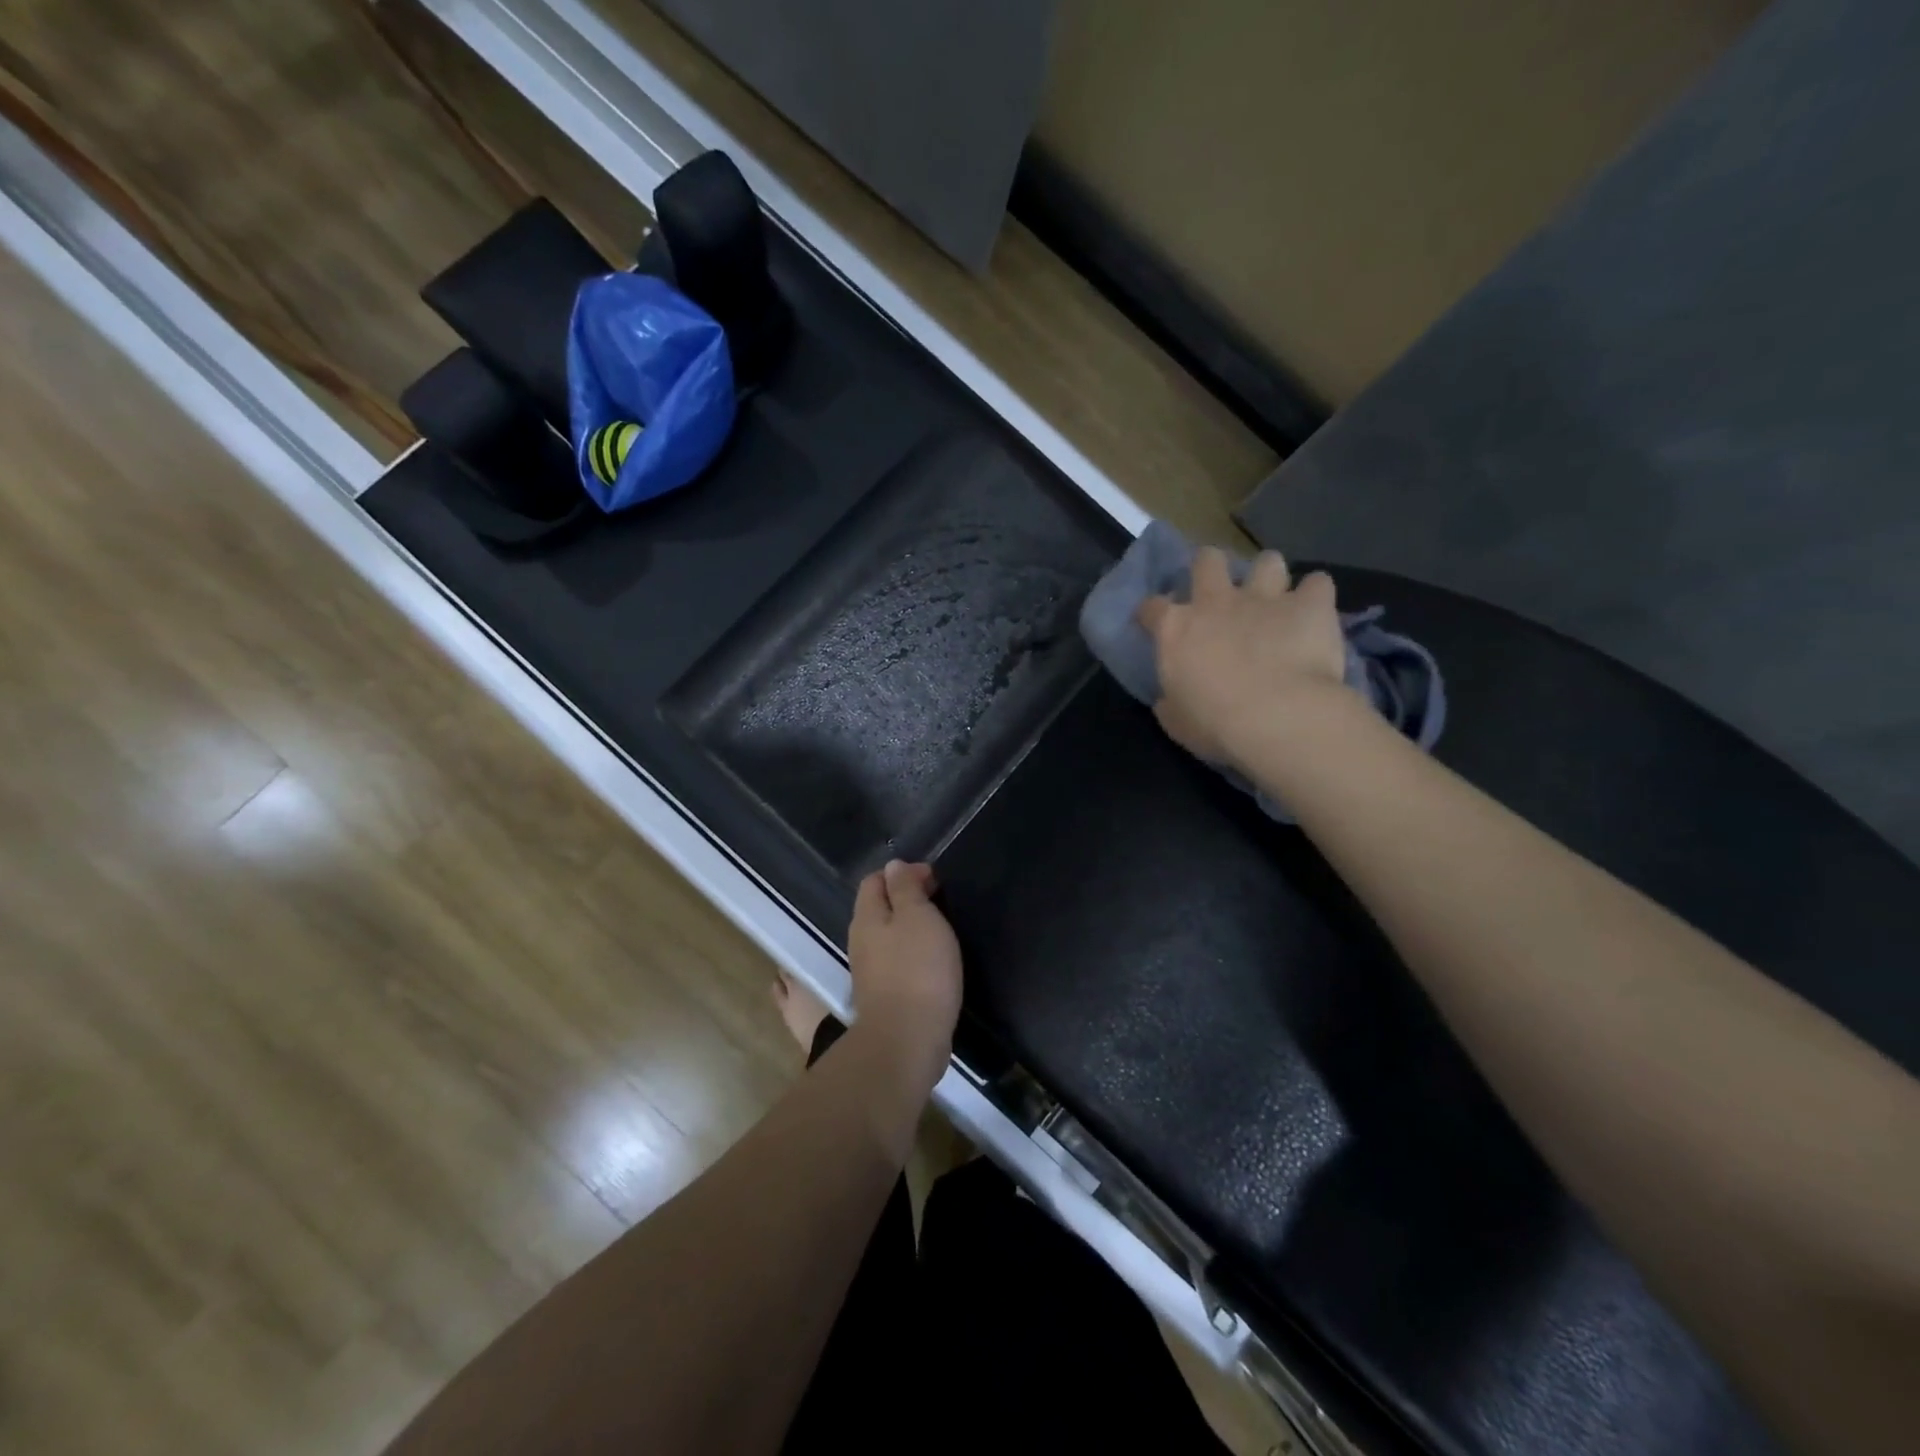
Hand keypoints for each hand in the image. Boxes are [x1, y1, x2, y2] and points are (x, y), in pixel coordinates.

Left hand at [847, 860, 962, 1097]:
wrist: (907, 1040)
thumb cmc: (916, 970)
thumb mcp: (917, 917)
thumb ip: (905, 889)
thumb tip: (893, 866)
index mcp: (866, 917)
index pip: (874, 881)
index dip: (903, 873)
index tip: (935, 881)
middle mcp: (861, 941)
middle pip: (879, 908)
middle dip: (907, 900)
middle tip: (941, 904)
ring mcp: (870, 972)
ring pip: (887, 937)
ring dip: (911, 929)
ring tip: (941, 933)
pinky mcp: (884, 997)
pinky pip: (896, 963)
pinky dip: (913, 956)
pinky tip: (933, 964)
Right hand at [1137, 547, 1347, 769]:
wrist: (1277, 717)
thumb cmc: (1215, 725)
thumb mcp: (1177, 722)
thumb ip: (1171, 702)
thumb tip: (1169, 699)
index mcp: (1176, 630)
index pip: (1152, 607)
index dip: (1152, 613)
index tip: (1155, 623)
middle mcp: (1217, 602)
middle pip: (1207, 560)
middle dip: (1211, 568)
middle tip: (1219, 591)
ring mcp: (1265, 598)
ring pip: (1267, 561)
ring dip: (1269, 576)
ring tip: (1275, 597)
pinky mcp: (1310, 604)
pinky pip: (1318, 584)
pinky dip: (1316, 595)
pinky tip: (1316, 611)